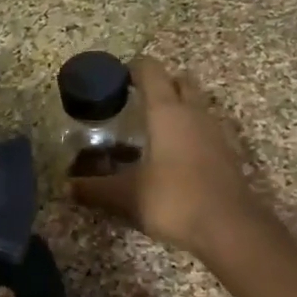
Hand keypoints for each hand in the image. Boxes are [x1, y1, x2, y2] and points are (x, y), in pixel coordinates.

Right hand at [70, 56, 260, 259]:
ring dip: (180, 108)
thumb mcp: (127, 196)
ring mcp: (216, 132)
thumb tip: (67, 187)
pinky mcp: (229, 153)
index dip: (133, 68)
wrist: (229, 227)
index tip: (117, 78)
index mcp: (167, 112)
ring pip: (197, 105)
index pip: (151, 71)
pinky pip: (208, 130)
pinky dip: (193, 133)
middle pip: (180, 82)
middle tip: (137, 102)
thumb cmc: (174, 200)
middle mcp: (195, 112)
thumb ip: (95, 188)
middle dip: (161, 84)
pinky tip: (178, 155)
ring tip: (155, 129)